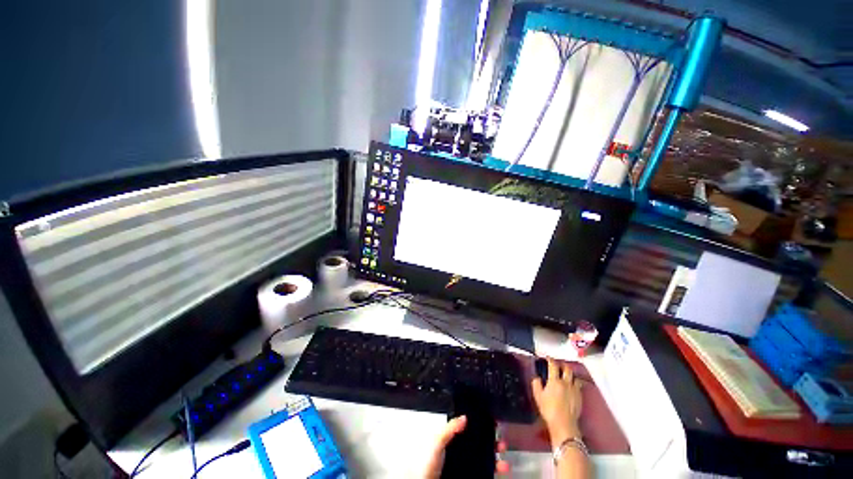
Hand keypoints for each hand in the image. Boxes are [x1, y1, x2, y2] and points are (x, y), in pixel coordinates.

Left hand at [423, 416, 509, 477]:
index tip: (491, 422)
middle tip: (500, 440)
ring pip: (485, 457)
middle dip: (492, 440)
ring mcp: (465, 464)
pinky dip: (495, 469)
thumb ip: (449, 428)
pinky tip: (500, 468)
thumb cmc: (425, 463)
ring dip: (496, 455)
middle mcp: (459, 450)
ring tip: (503, 455)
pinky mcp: (469, 475)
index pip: (469, 428)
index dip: (481, 425)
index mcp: (452, 438)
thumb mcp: (436, 441)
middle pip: (480, 442)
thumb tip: (463, 417)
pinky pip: (485, 471)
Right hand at [531, 358, 582, 446]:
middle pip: (567, 368)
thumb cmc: (548, 409)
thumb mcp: (538, 396)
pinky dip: (575, 383)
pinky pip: (579, 386)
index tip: (547, 358)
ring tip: (567, 375)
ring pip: (574, 376)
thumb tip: (537, 377)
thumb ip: (536, 384)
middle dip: (562, 365)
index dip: (550, 359)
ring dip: (570, 374)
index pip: (553, 365)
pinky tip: (572, 386)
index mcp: (555, 381)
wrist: (564, 424)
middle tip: (559, 365)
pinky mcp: (580, 397)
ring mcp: (574, 390)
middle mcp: (566, 382)